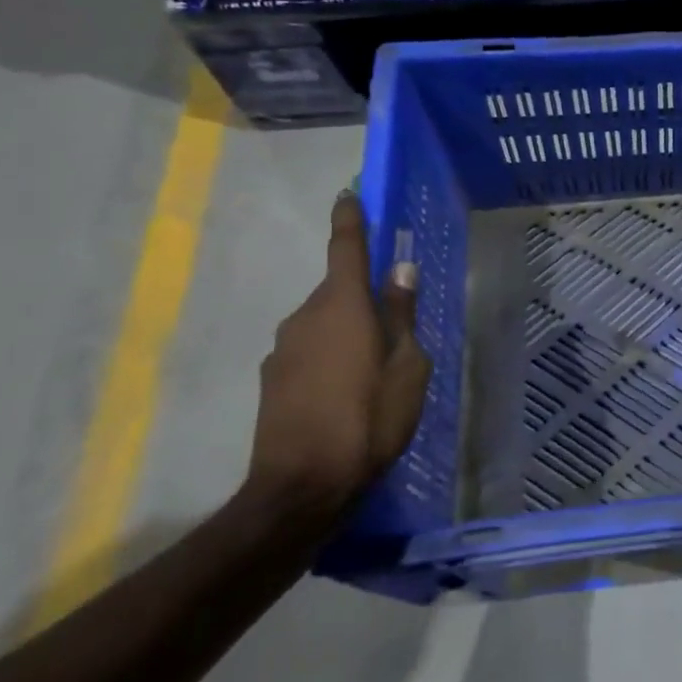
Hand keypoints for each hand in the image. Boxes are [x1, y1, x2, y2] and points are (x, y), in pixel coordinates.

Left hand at [248, 191, 431, 515]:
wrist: (301, 486)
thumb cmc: (369, 419)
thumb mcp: (408, 368)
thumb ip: (402, 315)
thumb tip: (400, 271)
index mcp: (343, 306)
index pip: (346, 248)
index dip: (350, 219)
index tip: (350, 194)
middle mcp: (306, 316)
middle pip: (339, 290)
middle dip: (363, 296)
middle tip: (394, 325)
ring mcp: (284, 348)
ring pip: (324, 322)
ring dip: (348, 331)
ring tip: (375, 369)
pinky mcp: (273, 378)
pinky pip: (310, 350)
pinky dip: (330, 357)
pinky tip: (347, 392)